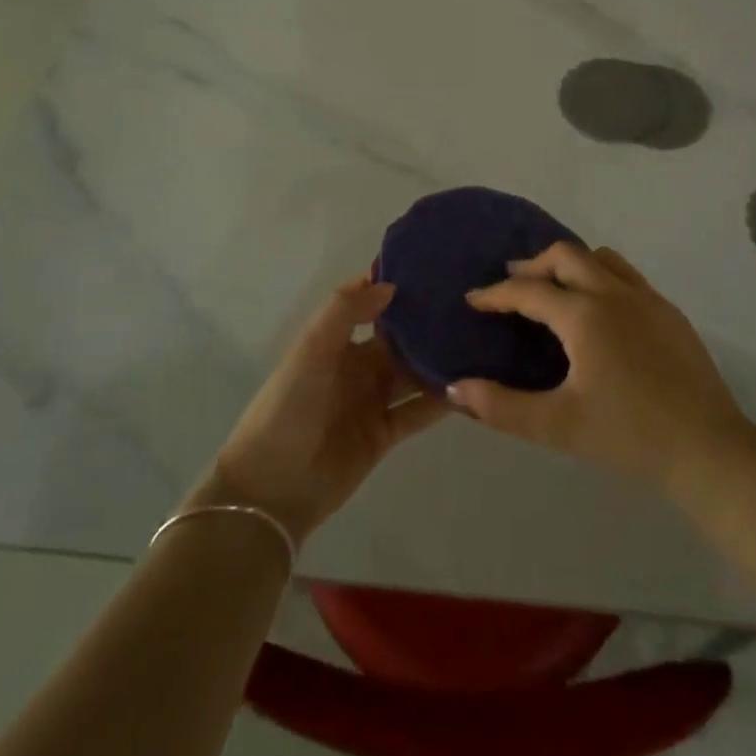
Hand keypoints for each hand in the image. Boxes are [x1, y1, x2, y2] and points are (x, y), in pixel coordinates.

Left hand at [199, 278, 447, 544]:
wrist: (273, 487)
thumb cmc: (289, 407)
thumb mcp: (311, 350)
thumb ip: (345, 312)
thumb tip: (390, 285)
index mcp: (335, 340)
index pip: (369, 304)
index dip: (393, 287)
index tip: (432, 269)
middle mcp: (357, 365)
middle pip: (398, 339)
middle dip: (426, 324)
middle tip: (471, 305)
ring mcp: (372, 400)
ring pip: (414, 373)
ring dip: (439, 361)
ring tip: (481, 342)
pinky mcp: (385, 434)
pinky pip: (418, 412)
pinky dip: (442, 402)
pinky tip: (472, 388)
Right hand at [447, 243, 751, 497]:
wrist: (709, 449)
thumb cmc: (629, 436)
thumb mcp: (558, 426)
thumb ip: (502, 407)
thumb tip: (454, 389)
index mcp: (584, 315)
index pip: (529, 291)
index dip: (496, 293)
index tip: (473, 299)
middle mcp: (614, 293)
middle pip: (565, 255)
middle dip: (533, 265)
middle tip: (513, 285)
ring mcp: (647, 299)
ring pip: (601, 258)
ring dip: (570, 265)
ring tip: (554, 289)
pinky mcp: (670, 312)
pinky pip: (626, 276)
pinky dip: (600, 276)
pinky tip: (600, 311)